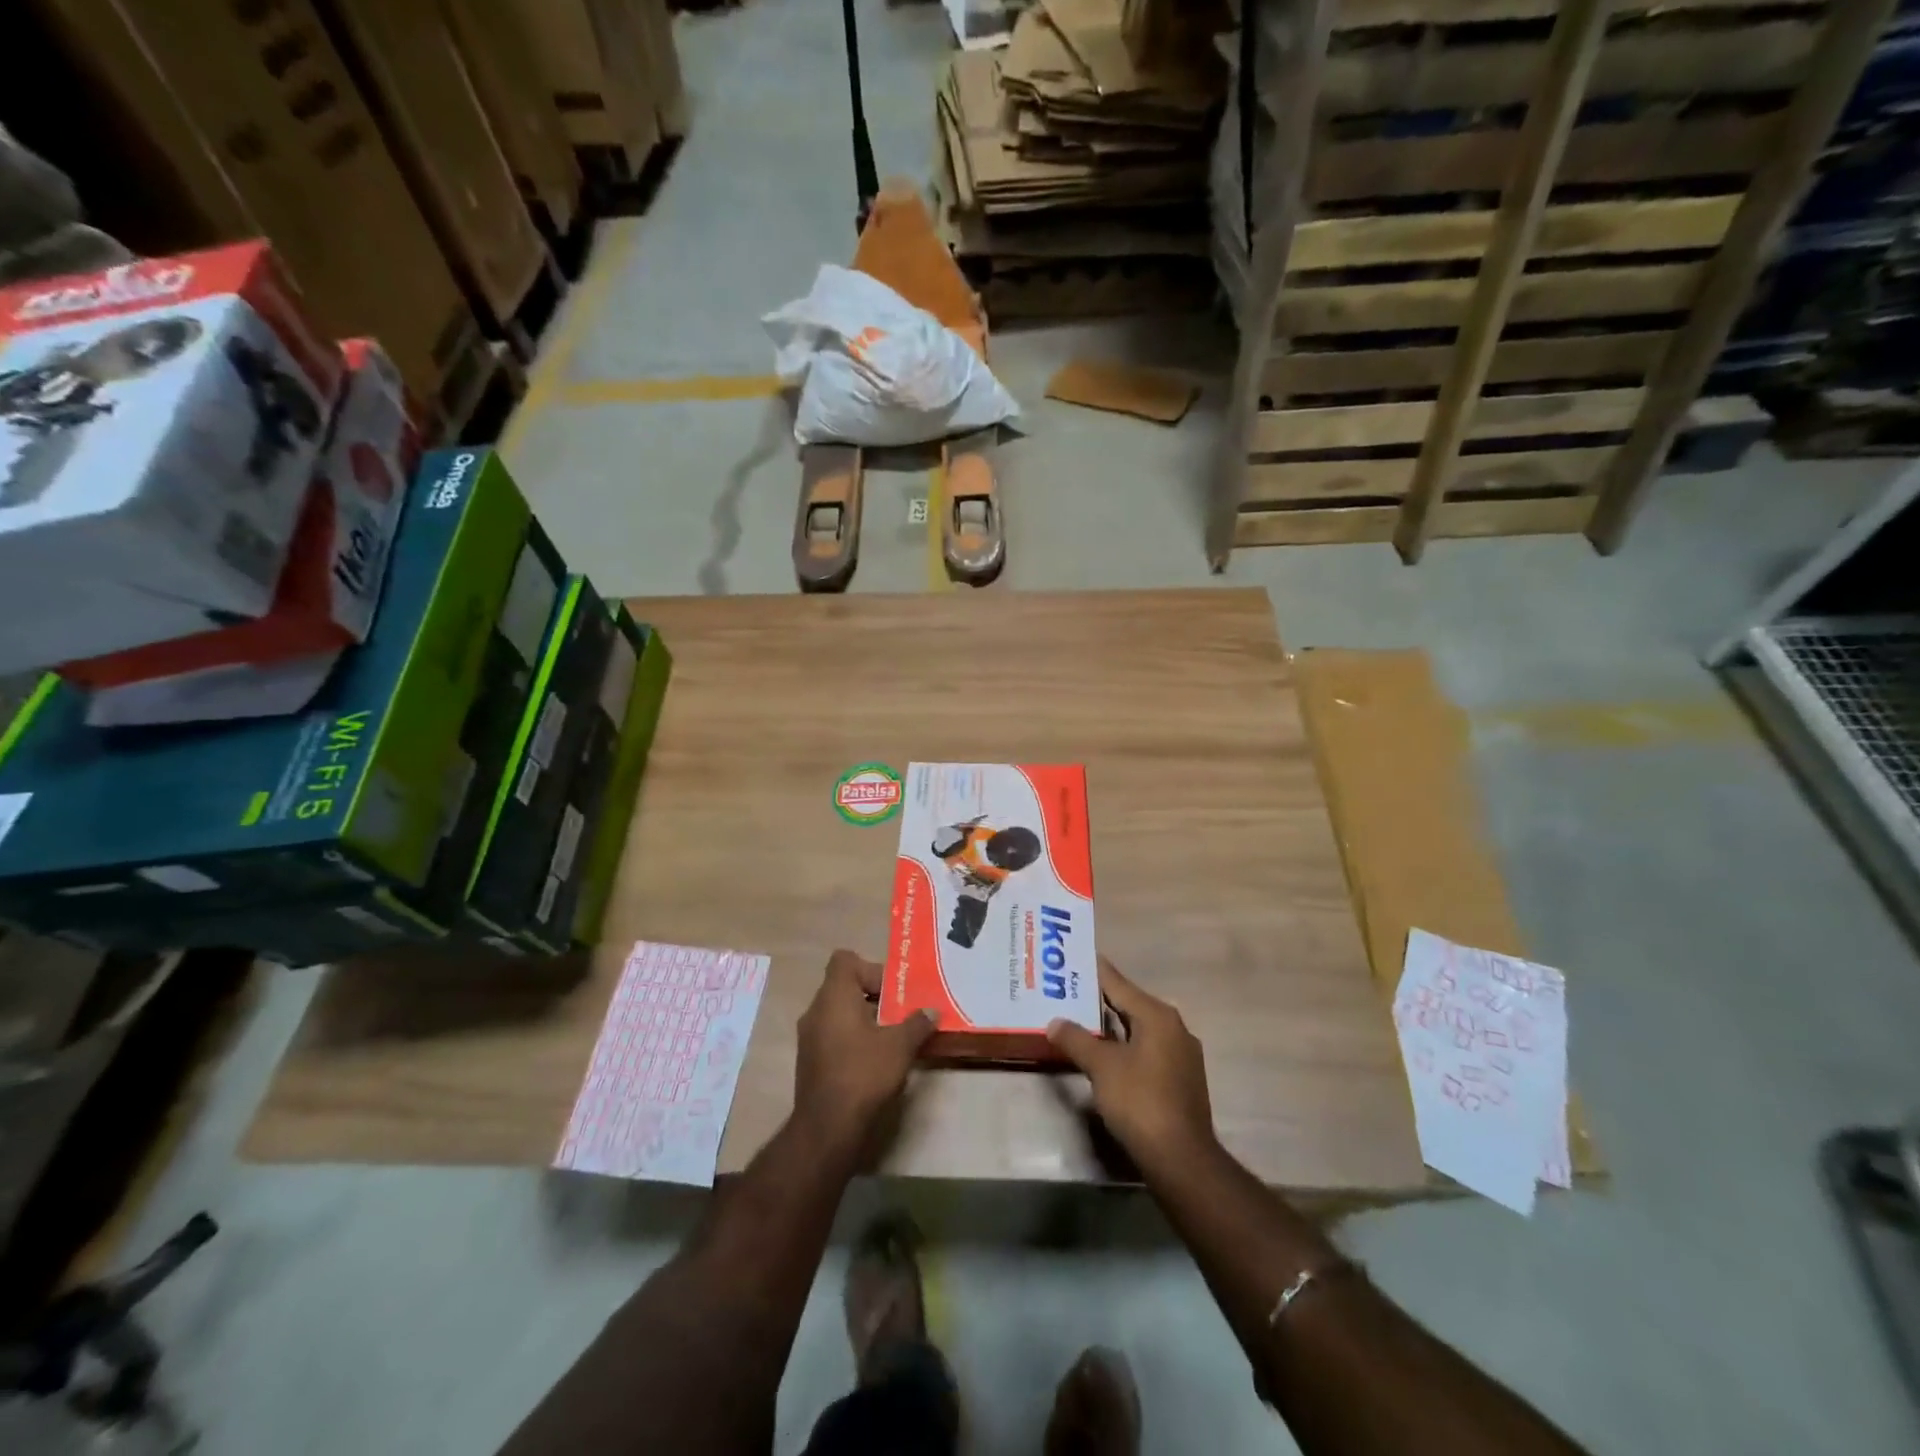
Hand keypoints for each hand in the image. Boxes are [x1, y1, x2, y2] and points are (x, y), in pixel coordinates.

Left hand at [794, 950, 934, 1156]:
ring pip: (839, 1013)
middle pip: (845, 986)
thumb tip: (932, 1011)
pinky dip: (853, 1039)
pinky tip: (875, 1060)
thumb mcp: (900, 1046)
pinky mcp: (810, 1061)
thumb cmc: (863, 1074)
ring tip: (892, 1037)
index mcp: (834, 996)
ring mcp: (809, 1037)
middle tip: (900, 1013)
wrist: (827, 1128)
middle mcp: (816, 1011)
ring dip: (865, 1019)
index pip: (845, 960)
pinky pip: (833, 1036)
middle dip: (874, 996)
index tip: (893, 991)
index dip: (871, 968)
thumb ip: (917, 1023)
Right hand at [1048, 958, 1216, 1179]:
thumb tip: (1054, 1022)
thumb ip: (1076, 1039)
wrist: (1181, 1158)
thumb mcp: (1101, 1067)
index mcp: (1157, 1015)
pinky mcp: (1181, 1079)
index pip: (1119, 983)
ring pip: (1139, 1029)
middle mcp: (1174, 1027)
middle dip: (1100, 999)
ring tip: (1081, 1020)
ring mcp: (1181, 1055)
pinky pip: (1147, 1050)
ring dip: (1112, 1026)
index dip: (1095, 970)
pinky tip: (1106, 1054)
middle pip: (1130, 1004)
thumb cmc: (1140, 1101)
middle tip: (1068, 990)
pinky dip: (1125, 1046)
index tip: (1074, 957)